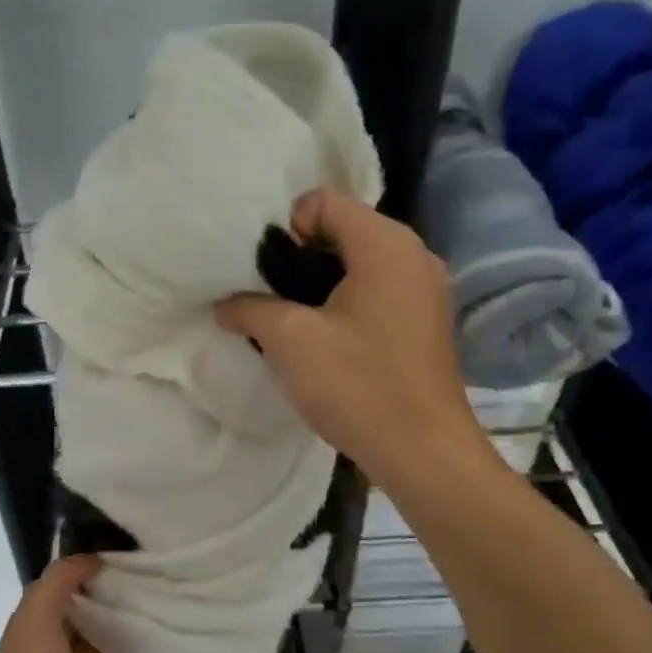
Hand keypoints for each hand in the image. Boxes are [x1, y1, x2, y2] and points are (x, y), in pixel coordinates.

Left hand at [0, 555, 149, 652]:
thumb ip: (59, 582)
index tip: (116, 556)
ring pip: (100, 652)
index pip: (57, 592)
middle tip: (144, 581)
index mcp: (33, 629)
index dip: (82, 573)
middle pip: (81, 620)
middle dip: (105, 602)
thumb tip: (89, 558)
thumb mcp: (37, 617)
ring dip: (121, 635)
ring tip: (154, 612)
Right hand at [216, 188, 493, 491]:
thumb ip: (250, 309)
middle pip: (342, 231)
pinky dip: (346, 307)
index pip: (322, 201)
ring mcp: (426, 290)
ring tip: (293, 326)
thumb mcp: (290, 341)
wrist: (422, 451)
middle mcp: (414, 255)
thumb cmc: (357, 385)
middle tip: (271, 301)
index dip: (283, 230)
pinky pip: (377, 294)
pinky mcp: (427, 324)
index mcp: (386, 244)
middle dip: (298, 260)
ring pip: (359, 266)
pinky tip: (327, 345)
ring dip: (320, 288)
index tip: (265, 277)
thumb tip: (225, 305)